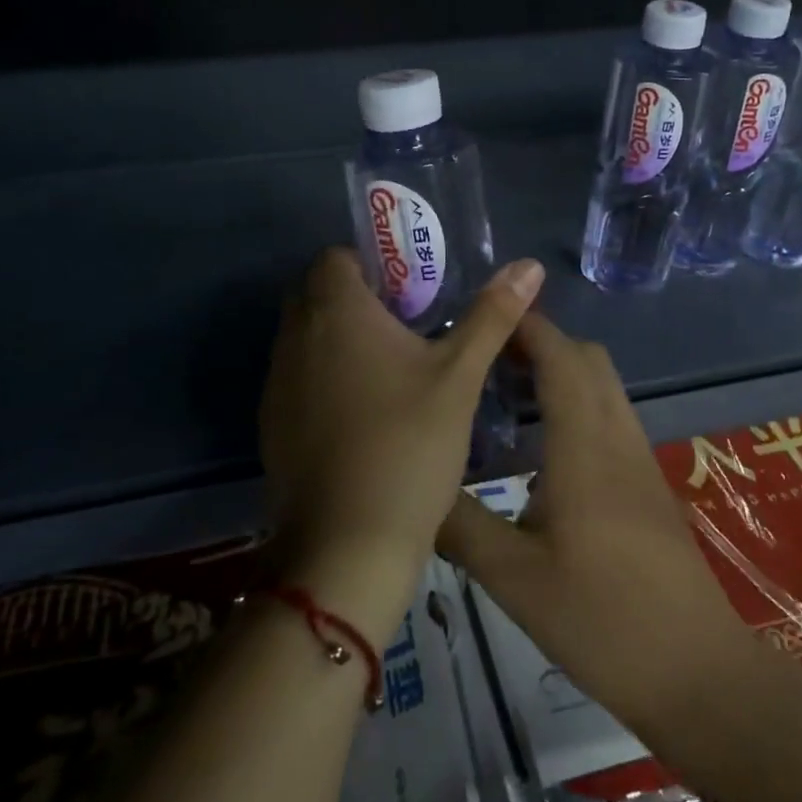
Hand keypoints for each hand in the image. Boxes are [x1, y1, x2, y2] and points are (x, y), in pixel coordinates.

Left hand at [259, 247, 542, 644]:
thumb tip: (529, 265)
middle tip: (411, 326)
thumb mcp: (459, 375)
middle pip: (319, 293)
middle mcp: (295, 337)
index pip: (336, 257)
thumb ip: (492, 315)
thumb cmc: (409, 444)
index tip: (412, 291)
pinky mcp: (272, 423)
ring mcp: (277, 382)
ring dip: (342, 339)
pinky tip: (366, 414)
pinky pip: (299, 377)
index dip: (374, 264)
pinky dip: (326, 378)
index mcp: (335, 311)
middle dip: (361, 299)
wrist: (348, 544)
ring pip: (307, 337)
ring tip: (394, 371)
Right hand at [438, 311, 754, 733]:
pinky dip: (577, 405)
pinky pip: (611, 418)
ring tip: (505, 397)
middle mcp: (618, 437)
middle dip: (542, 343)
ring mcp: (640, 460)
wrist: (697, 673)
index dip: (526, 326)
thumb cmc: (603, 620)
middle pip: (588, 359)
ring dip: (561, 373)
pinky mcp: (649, 485)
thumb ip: (460, 525)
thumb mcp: (514, 578)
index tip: (482, 317)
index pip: (560, 356)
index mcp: (584, 445)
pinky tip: (542, 450)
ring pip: (603, 387)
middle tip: (487, 359)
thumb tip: (414, 489)